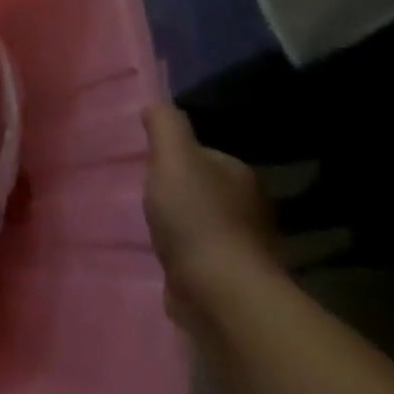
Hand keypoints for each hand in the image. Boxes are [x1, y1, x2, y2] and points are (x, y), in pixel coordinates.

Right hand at [143, 102, 275, 330]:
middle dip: (178, 190)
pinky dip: (184, 251)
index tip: (148, 164)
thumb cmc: (196, 217)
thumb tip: (156, 102)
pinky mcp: (229, 276)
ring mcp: (242, 244)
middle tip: (144, 193)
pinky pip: (200, 253)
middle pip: (205, 187)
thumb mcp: (173, 158)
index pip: (204, 154)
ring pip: (203, 221)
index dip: (175, 156)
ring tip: (150, 224)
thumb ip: (165, 126)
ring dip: (181, 223)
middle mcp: (249, 206)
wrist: (220, 291)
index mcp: (239, 174)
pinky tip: (164, 254)